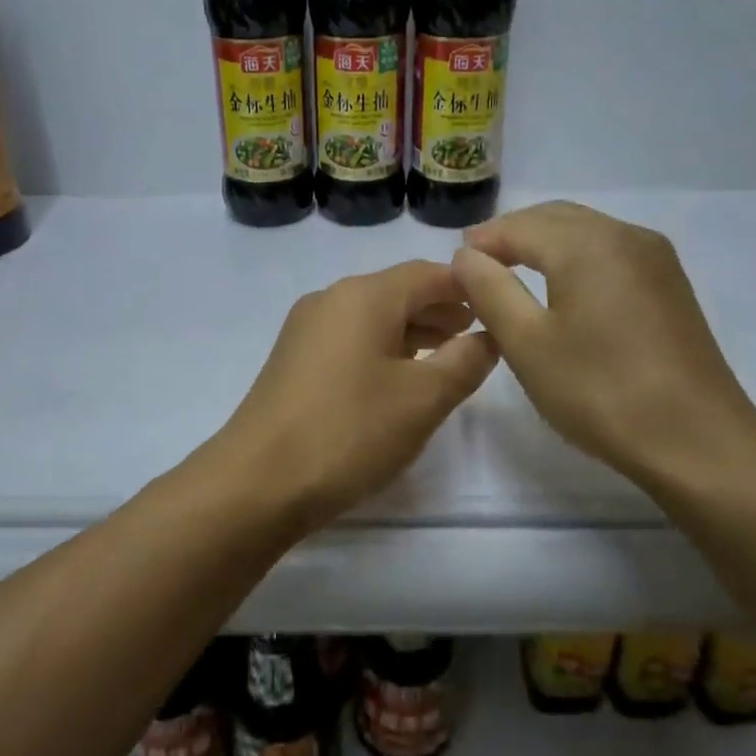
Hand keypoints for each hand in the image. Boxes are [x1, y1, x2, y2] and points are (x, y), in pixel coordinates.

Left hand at [216, 260, 499, 527]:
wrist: (258, 481)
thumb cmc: (350, 431)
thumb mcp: (423, 399)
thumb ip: (465, 361)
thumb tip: (488, 336)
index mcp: (364, 295)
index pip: (429, 273)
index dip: (468, 288)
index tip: (498, 307)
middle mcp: (330, 300)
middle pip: (398, 292)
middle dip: (440, 311)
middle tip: (478, 336)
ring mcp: (305, 331)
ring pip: (372, 318)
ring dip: (412, 332)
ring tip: (446, 358)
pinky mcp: (293, 362)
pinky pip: (349, 341)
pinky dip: (382, 350)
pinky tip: (398, 380)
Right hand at [451, 201, 755, 498]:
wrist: (696, 440)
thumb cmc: (600, 392)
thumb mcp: (527, 344)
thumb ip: (490, 291)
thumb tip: (466, 255)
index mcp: (587, 244)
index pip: (519, 226)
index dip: (482, 241)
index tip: (453, 265)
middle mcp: (625, 235)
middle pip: (555, 218)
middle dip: (512, 234)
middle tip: (478, 265)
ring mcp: (655, 258)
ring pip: (586, 231)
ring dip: (544, 243)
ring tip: (512, 274)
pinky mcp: (669, 284)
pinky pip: (610, 251)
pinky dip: (575, 257)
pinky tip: (562, 289)